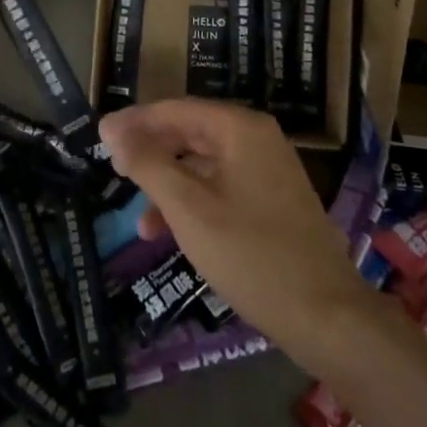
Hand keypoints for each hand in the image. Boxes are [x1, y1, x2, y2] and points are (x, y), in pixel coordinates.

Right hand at [100, 99, 371, 357]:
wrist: (327, 316)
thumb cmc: (251, 254)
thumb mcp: (188, 208)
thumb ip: (148, 164)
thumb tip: (113, 129)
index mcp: (239, 128)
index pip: (175, 110)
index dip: (134, 122)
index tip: (100, 137)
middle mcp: (256, 138)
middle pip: (190, 133)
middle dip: (150, 153)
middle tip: (114, 171)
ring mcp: (268, 170)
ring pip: (204, 164)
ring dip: (169, 185)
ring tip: (139, 219)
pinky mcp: (273, 200)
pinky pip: (222, 186)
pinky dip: (194, 202)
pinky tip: (172, 232)